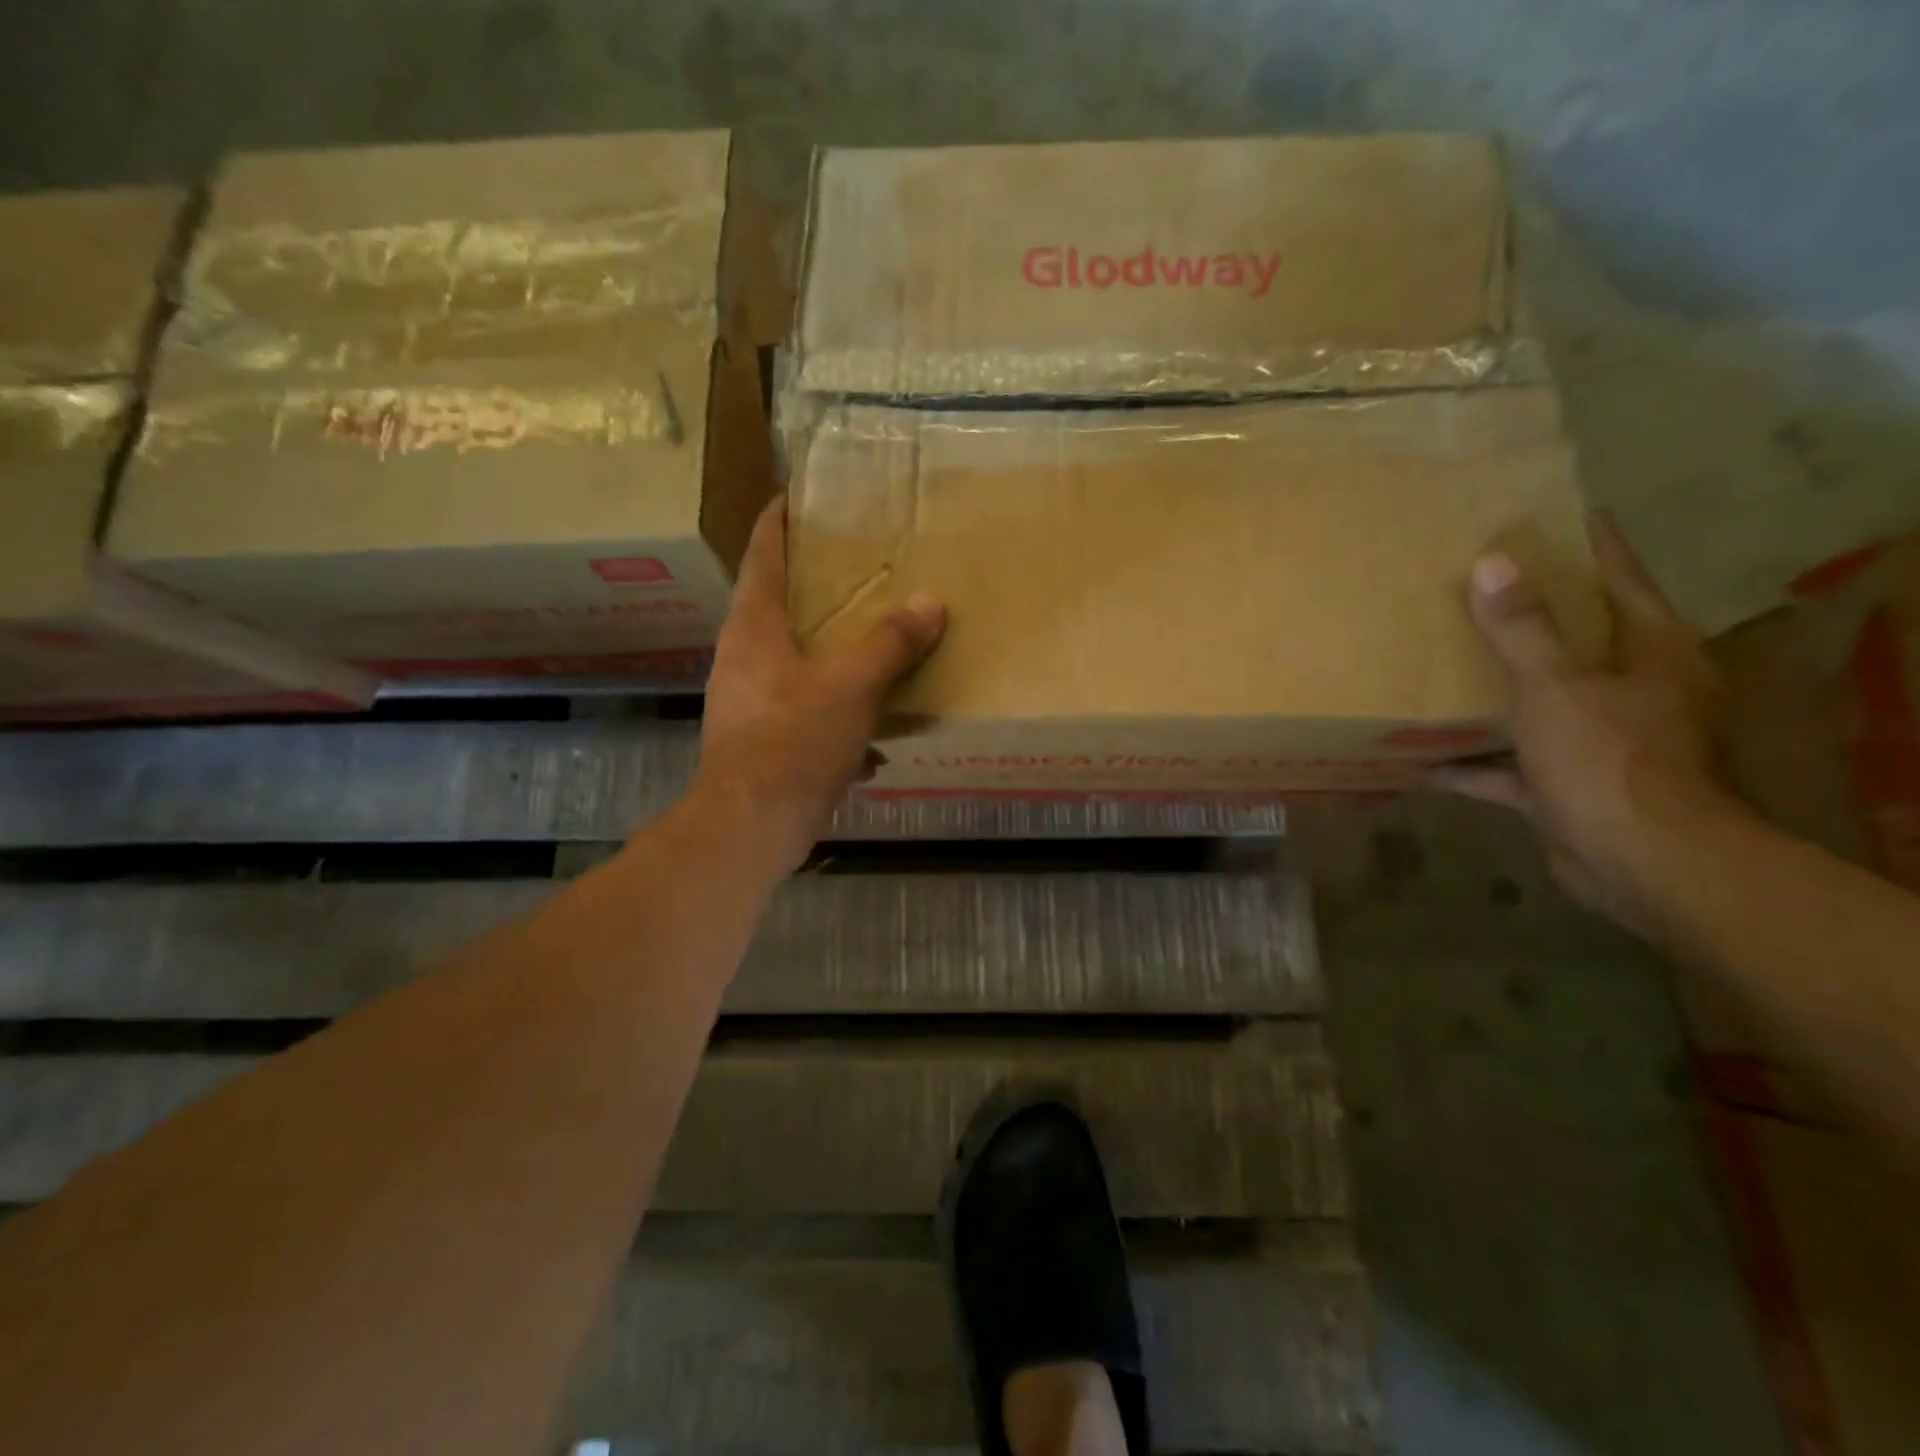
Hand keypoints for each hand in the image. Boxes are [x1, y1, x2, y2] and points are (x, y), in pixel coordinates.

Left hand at [692, 497, 945, 876]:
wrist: (750, 826)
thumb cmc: (793, 742)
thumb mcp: (851, 686)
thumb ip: (890, 643)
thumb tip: (931, 602)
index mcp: (754, 628)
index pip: (762, 555)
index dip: (777, 521)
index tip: (795, 495)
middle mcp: (744, 658)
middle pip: (777, 606)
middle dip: (814, 588)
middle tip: (857, 569)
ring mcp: (750, 702)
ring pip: (796, 662)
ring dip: (832, 654)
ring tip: (874, 644)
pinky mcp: (764, 742)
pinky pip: (806, 711)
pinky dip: (839, 713)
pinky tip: (875, 733)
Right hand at [1434, 515, 1734, 932]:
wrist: (1639, 862)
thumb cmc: (1607, 757)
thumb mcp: (1555, 685)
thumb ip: (1521, 629)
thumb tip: (1491, 562)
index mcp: (1647, 651)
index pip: (1620, 578)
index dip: (1589, 545)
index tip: (1552, 514)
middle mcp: (1630, 690)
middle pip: (1575, 639)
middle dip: (1527, 616)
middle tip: (1472, 584)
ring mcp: (1595, 740)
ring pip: (1536, 701)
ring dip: (1492, 689)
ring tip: (1439, 661)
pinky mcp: (1563, 784)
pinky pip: (1507, 764)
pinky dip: (1471, 763)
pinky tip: (1421, 757)